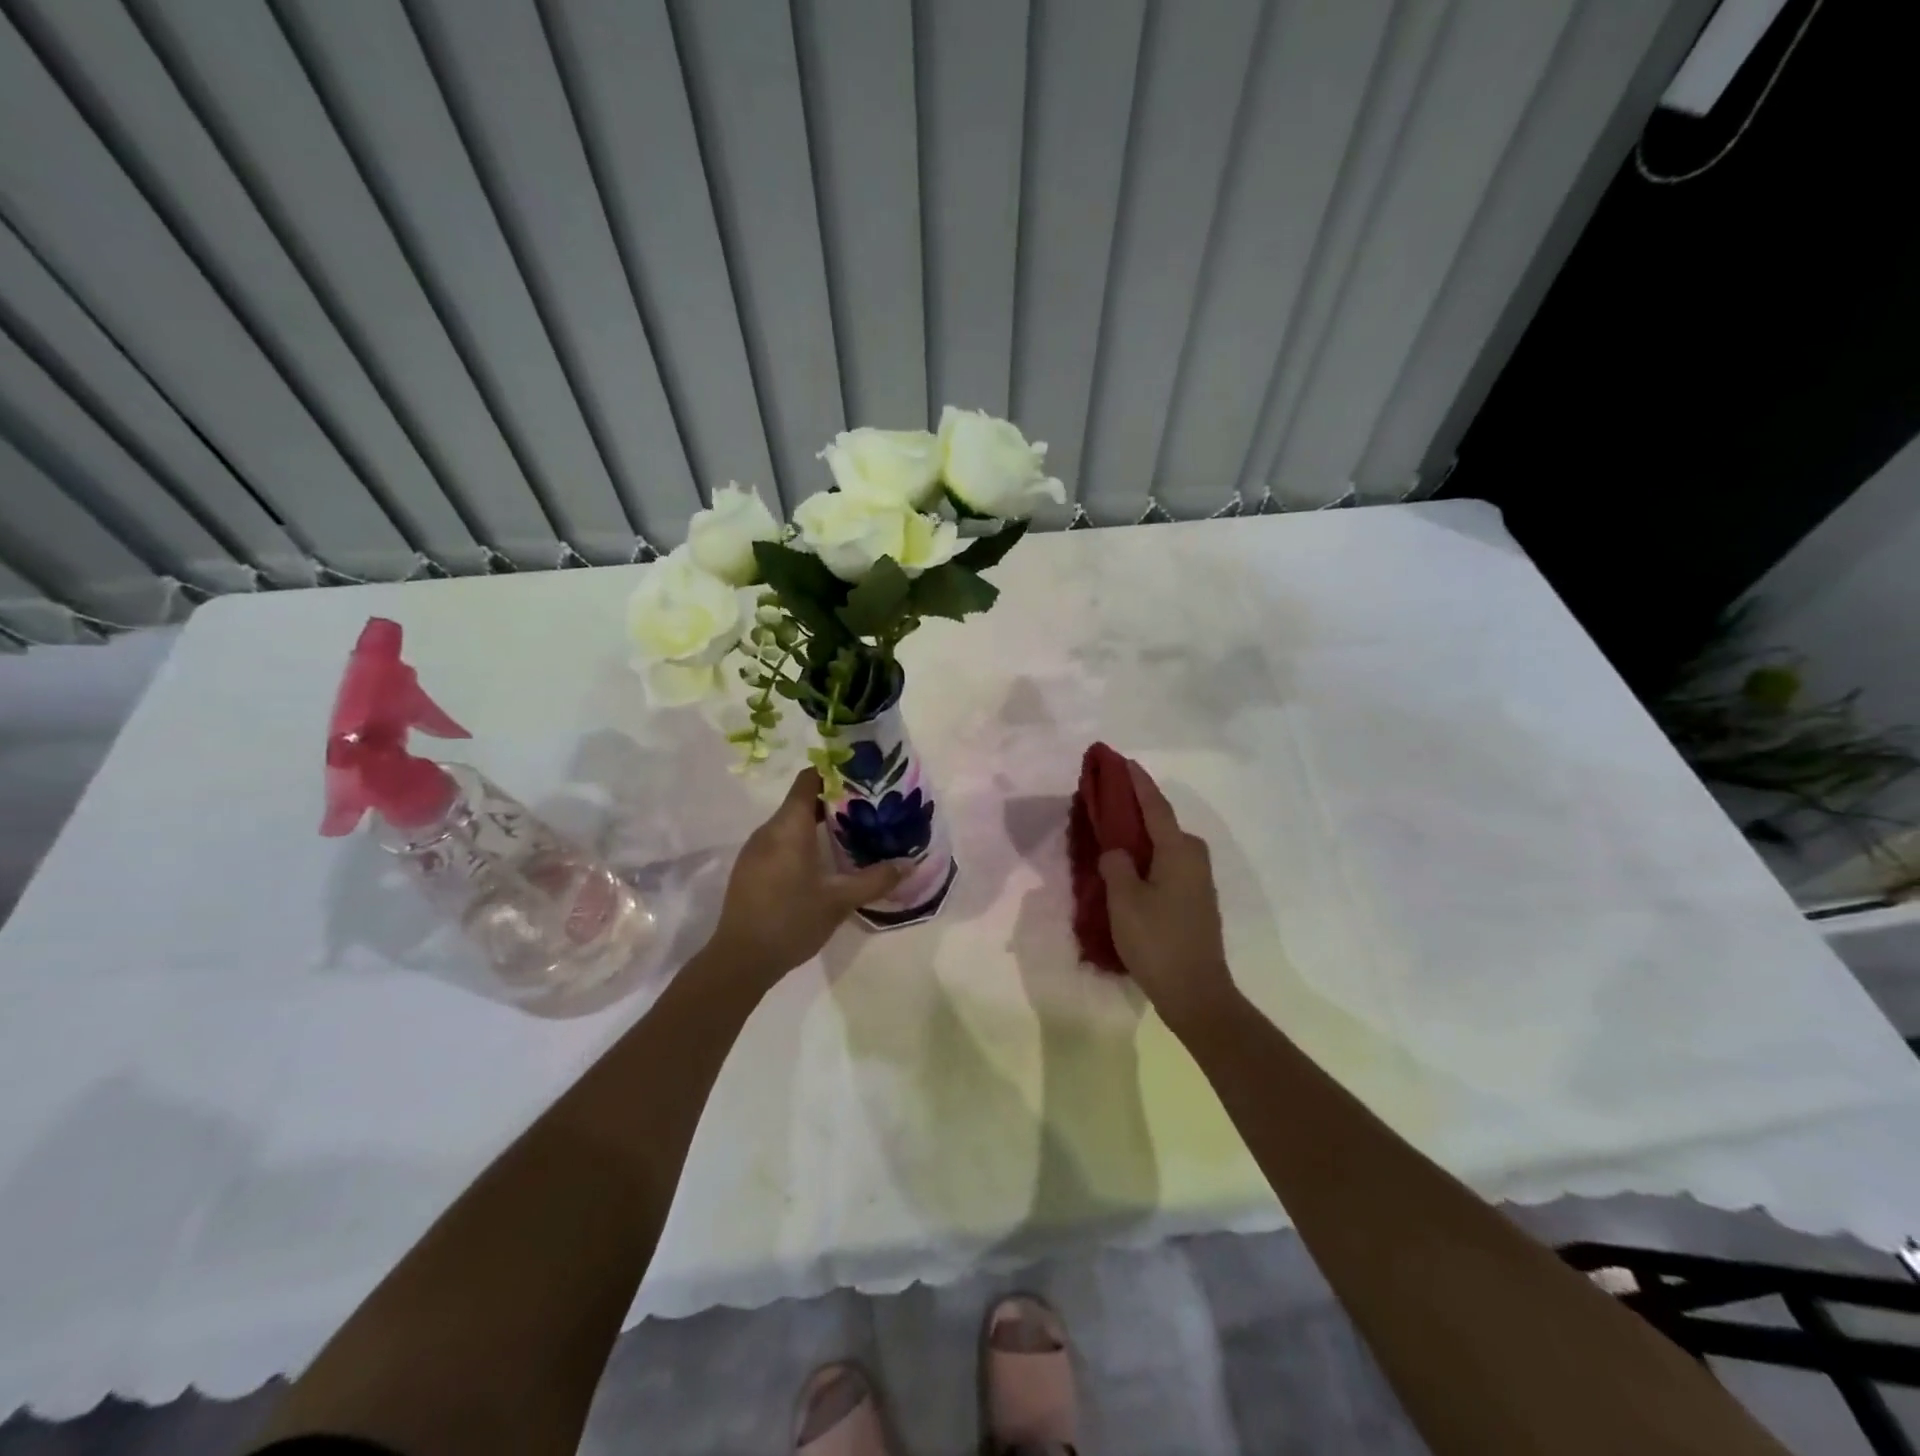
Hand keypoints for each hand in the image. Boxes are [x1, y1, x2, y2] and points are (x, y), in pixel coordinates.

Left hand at [704, 768, 904, 985]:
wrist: (740, 960)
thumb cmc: (791, 921)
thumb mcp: (839, 901)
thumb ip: (875, 879)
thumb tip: (909, 863)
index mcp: (788, 827)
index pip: (809, 779)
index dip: (835, 773)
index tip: (863, 778)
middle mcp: (769, 830)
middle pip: (802, 800)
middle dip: (835, 801)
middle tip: (869, 809)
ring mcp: (755, 850)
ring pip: (791, 822)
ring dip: (819, 824)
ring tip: (853, 834)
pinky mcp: (751, 868)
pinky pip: (780, 841)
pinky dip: (803, 841)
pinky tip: (823, 862)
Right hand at [1098, 761, 1238, 1032]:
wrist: (1196, 993)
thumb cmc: (1157, 941)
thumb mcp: (1124, 900)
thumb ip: (1116, 865)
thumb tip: (1116, 851)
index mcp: (1178, 851)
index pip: (1155, 806)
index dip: (1138, 783)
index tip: (1123, 761)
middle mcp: (1193, 858)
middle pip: (1162, 823)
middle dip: (1137, 808)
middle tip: (1109, 799)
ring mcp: (1198, 881)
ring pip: (1164, 846)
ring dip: (1141, 835)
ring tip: (1114, 831)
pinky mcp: (1195, 900)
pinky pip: (1167, 864)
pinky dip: (1148, 857)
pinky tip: (1130, 867)